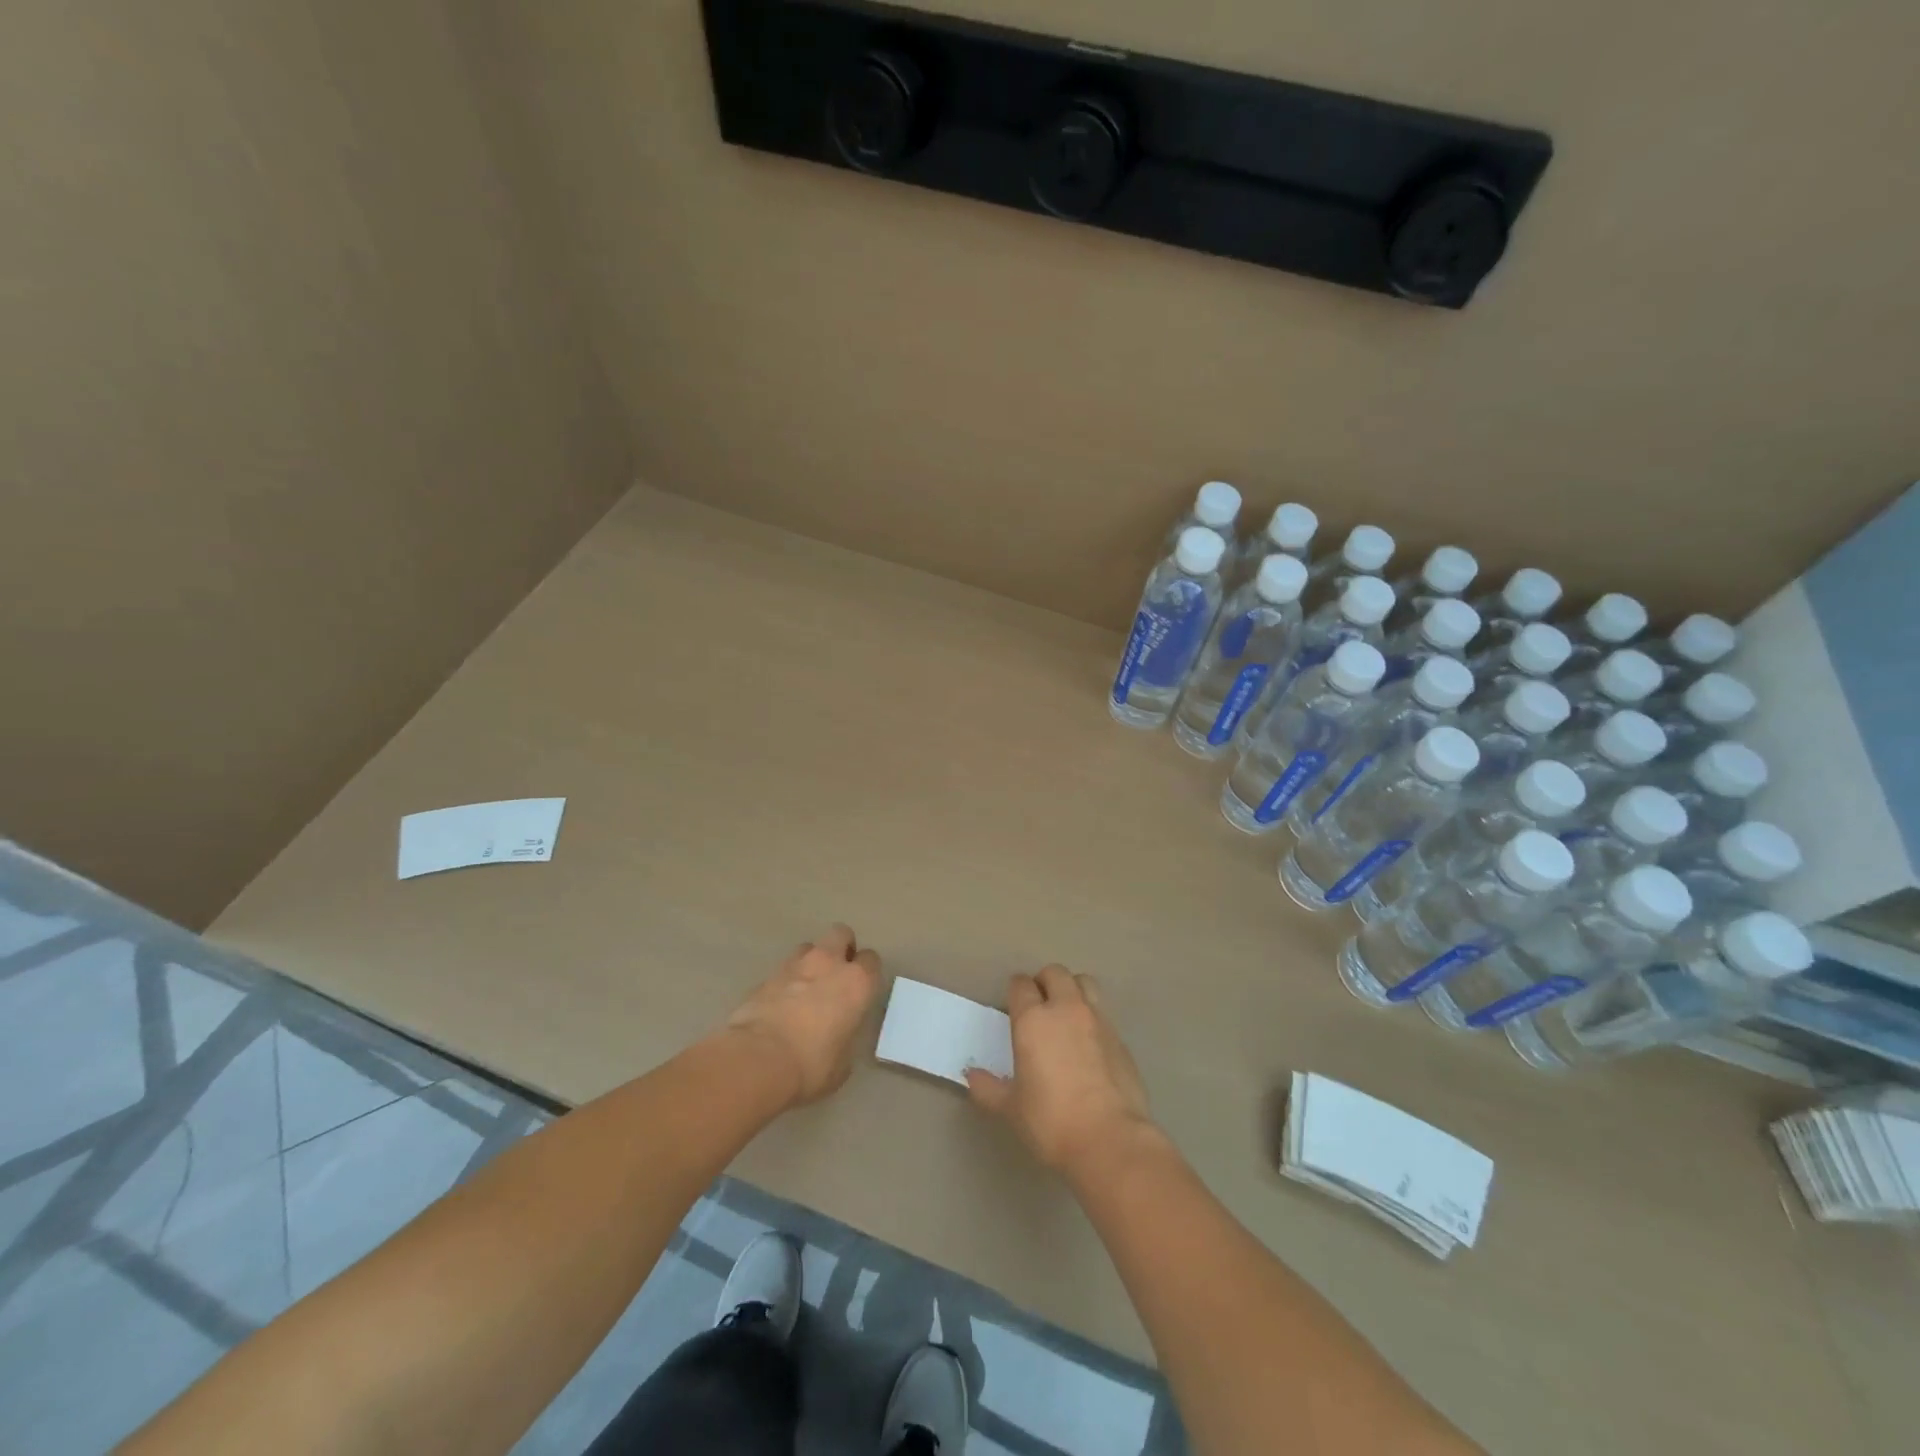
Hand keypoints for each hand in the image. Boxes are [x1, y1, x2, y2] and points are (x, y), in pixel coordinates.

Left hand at [726, 925, 880, 1105]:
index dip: (867, 973)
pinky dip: (785, 982)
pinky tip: (780, 1005)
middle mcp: (828, 964)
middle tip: (837, 974)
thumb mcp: (842, 1063)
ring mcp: (794, 966)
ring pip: (808, 947)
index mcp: (856, 983)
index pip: (871, 960)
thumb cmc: (811, 1065)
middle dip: (841, 948)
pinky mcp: (765, 977)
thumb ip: (845, 1038)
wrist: (757, 1060)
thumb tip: (836, 1037)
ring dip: (811, 962)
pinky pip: (782, 970)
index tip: (862, 990)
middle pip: (841, 934)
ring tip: (805, 988)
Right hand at [966, 965, 1154, 1173]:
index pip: (1020, 985)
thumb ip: (989, 1088)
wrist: (1109, 1139)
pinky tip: (1089, 1045)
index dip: (1015, 991)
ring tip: (1067, 1014)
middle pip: (1055, 973)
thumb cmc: (1051, 1121)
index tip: (1012, 1006)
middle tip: (1039, 1005)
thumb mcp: (1011, 1109)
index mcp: (1033, 1020)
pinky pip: (1103, 1014)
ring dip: (1073, 990)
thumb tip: (971, 1076)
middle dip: (1044, 981)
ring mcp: (1097, 1020)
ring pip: (1085, 983)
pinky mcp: (1121, 1038)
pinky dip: (1093, 1019)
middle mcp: (1066, 1009)